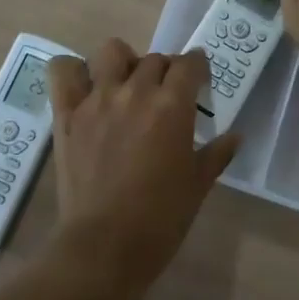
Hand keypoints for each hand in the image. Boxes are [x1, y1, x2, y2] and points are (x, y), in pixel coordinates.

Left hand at [44, 40, 238, 296]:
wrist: (104, 248)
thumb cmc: (160, 219)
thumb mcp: (197, 186)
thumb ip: (217, 154)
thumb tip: (235, 136)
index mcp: (171, 106)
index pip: (189, 63)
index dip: (197, 67)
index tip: (199, 79)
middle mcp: (135, 91)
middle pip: (154, 58)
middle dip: (165, 71)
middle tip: (165, 96)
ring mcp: (97, 99)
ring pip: (111, 51)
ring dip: (123, 62)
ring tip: (125, 85)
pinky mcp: (67, 114)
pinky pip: (63, 71)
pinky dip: (73, 71)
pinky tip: (85, 88)